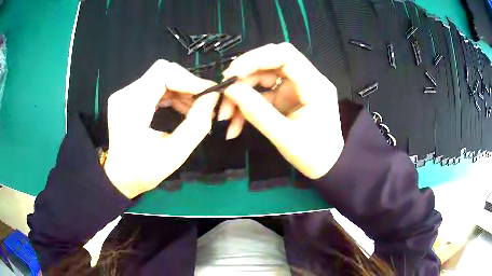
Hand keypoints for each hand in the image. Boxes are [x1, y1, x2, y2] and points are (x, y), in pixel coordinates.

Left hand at [104, 60, 218, 198]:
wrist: (119, 178)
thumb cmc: (143, 171)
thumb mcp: (175, 153)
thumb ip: (197, 124)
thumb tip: (213, 98)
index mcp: (132, 105)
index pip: (163, 72)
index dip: (189, 79)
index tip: (208, 93)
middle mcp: (126, 94)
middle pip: (163, 72)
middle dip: (187, 84)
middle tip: (204, 101)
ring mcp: (126, 95)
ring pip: (161, 78)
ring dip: (182, 90)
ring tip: (196, 108)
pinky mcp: (129, 99)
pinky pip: (155, 87)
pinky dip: (172, 95)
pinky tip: (183, 108)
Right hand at [220, 43, 343, 178]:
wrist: (327, 167)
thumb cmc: (313, 155)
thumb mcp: (285, 137)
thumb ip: (257, 112)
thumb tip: (231, 90)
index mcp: (315, 86)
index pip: (285, 55)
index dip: (256, 58)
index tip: (233, 74)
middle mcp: (306, 80)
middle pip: (271, 63)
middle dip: (245, 76)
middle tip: (224, 93)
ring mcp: (296, 88)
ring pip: (263, 78)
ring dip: (242, 93)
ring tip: (225, 116)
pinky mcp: (287, 97)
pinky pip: (263, 94)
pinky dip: (248, 105)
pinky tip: (235, 124)